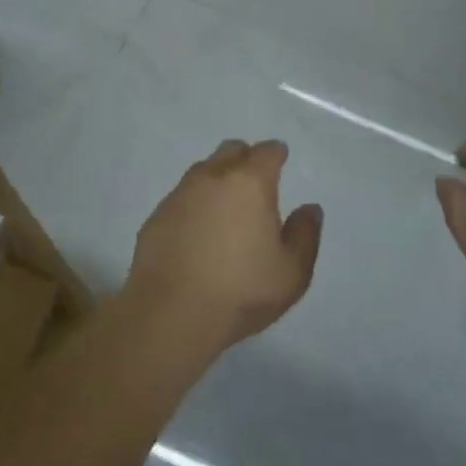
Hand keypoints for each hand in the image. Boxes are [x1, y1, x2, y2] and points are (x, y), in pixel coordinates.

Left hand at [124, 140, 322, 357]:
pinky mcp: (156, 215)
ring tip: (225, 207)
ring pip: (203, 171)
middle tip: (255, 182)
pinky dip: (194, 204)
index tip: (281, 160)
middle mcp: (213, 177)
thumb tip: (309, 209)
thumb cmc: (240, 291)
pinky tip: (197, 230)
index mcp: (250, 182)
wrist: (170, 314)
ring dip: (217, 179)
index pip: (267, 151)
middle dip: (245, 159)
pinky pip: (181, 197)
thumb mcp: (291, 272)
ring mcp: (179, 194)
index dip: (276, 154)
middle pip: (231, 150)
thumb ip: (304, 235)